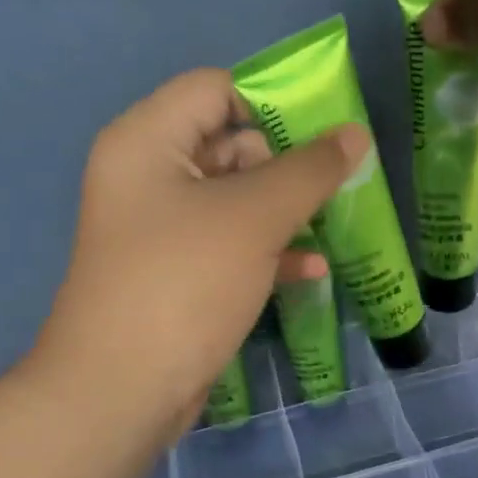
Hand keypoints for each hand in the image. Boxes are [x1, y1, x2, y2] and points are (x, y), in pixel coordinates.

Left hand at [34, 68, 367, 442]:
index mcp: (148, 141)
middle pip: (227, 145)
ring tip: (334, 222)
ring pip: (234, 202)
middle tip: (336, 184)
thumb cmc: (184, 282)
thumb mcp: (254, 218)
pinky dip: (267, 253)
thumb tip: (354, 135)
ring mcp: (161, 232)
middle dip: (286, 165)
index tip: (326, 132)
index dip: (272, 103)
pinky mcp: (177, 277)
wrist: (123, 388)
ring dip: (284, 212)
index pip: (214, 90)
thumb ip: (308, 171)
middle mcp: (148, 178)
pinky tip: (312, 270)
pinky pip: (228, 248)